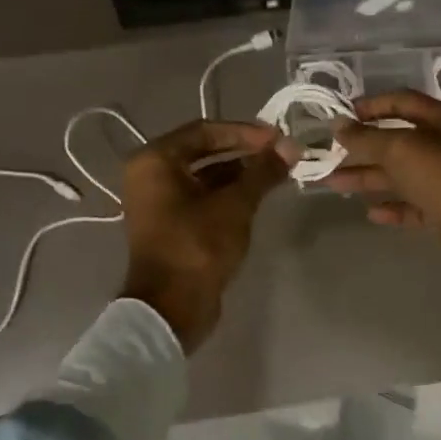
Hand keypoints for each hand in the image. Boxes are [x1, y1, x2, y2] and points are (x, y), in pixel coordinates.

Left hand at [119, 119, 289, 350]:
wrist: (171, 308)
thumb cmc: (197, 246)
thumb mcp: (235, 205)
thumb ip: (262, 172)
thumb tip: (290, 146)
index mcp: (155, 160)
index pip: (205, 131)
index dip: (244, 132)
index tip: (278, 137)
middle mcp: (150, 173)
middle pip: (203, 150)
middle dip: (243, 151)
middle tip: (280, 153)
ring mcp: (158, 200)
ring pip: (204, 175)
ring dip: (239, 172)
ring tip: (276, 172)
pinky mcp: (170, 222)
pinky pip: (201, 196)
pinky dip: (227, 192)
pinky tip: (258, 194)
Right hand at [327, 91, 440, 293]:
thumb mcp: (402, 150)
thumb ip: (367, 138)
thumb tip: (338, 125)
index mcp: (439, 119)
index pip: (399, 101)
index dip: (369, 106)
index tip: (338, 117)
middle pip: (395, 140)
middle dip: (360, 146)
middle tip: (326, 154)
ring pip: (398, 174)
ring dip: (367, 177)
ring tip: (331, 183)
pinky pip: (412, 205)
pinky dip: (391, 206)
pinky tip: (369, 212)